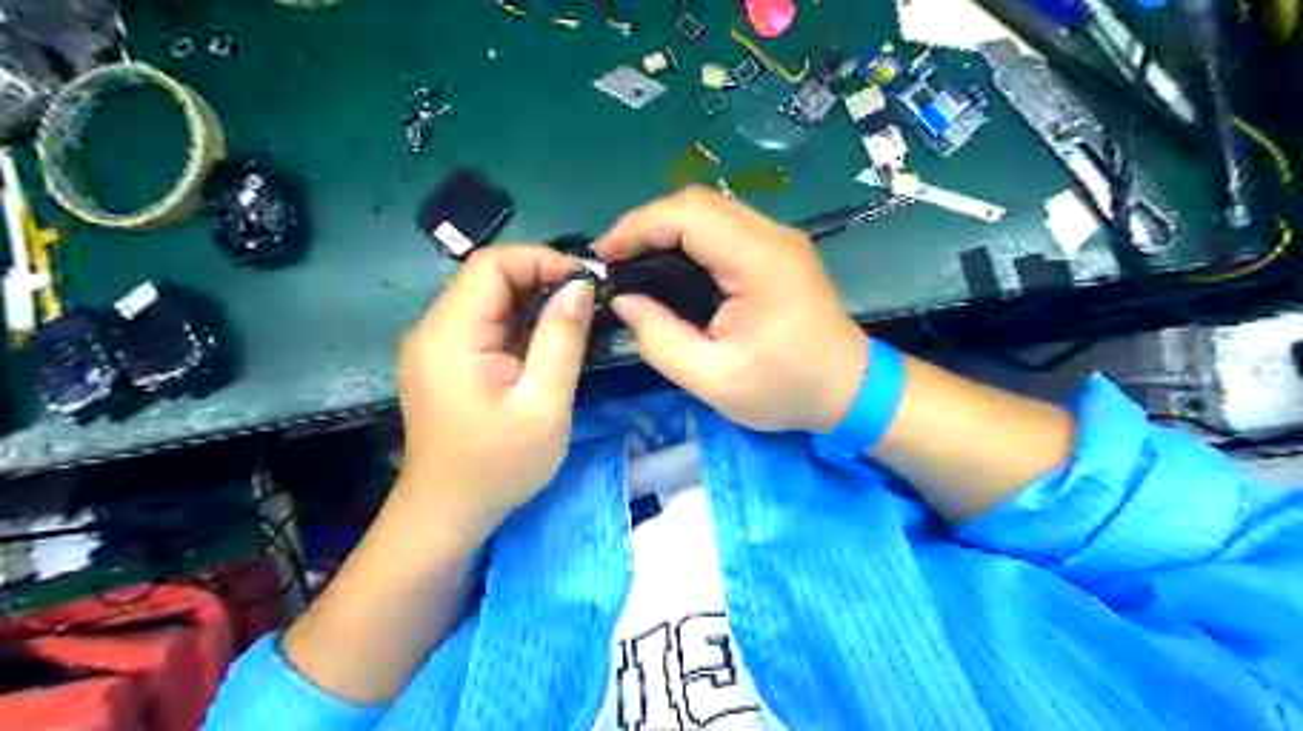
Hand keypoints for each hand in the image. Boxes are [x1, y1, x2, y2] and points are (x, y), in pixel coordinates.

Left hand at [394, 246, 595, 548]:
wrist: (447, 514)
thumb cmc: (498, 466)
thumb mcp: (544, 405)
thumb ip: (562, 339)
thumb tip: (580, 286)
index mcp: (451, 334)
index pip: (491, 264)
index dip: (541, 260)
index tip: (586, 282)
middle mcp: (433, 329)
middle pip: (488, 278)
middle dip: (541, 280)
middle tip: (587, 304)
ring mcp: (435, 345)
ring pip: (488, 300)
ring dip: (532, 303)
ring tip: (573, 324)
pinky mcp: (443, 361)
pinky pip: (483, 324)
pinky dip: (518, 324)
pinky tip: (544, 346)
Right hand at [598, 187, 861, 434]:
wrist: (851, 389)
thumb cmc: (786, 389)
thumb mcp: (714, 380)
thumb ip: (661, 340)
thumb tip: (624, 301)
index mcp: (758, 261)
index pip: (688, 215)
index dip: (637, 226)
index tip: (604, 256)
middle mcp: (771, 235)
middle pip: (697, 202)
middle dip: (647, 224)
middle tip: (616, 262)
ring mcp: (778, 238)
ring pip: (710, 209)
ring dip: (667, 227)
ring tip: (635, 262)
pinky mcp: (778, 248)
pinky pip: (724, 226)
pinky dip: (689, 237)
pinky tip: (671, 265)